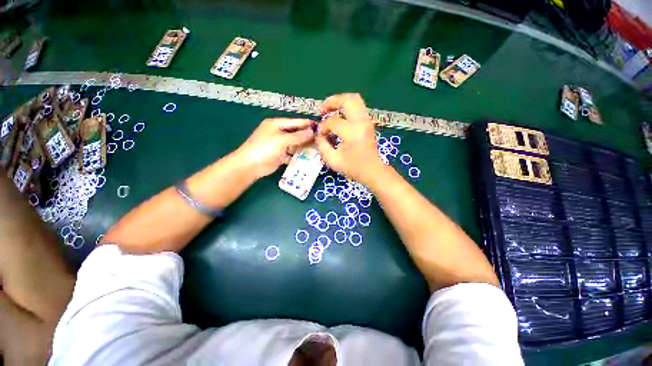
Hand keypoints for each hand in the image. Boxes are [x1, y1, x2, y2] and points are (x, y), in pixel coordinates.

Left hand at [236, 118, 315, 178]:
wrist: (250, 165)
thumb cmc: (264, 148)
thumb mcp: (281, 140)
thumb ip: (297, 136)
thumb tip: (312, 132)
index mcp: (276, 124)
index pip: (295, 122)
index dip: (307, 124)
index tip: (320, 126)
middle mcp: (279, 133)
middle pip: (296, 133)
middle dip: (307, 136)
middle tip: (321, 139)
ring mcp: (279, 145)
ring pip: (295, 144)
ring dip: (304, 146)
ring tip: (317, 148)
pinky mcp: (280, 155)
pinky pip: (292, 154)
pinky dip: (298, 155)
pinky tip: (308, 157)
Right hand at [315, 93, 384, 183]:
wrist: (372, 170)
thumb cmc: (353, 168)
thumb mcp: (333, 160)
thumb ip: (322, 145)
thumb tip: (318, 133)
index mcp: (353, 133)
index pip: (333, 121)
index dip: (323, 126)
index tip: (321, 134)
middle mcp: (361, 122)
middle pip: (347, 100)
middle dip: (332, 101)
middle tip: (322, 110)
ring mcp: (367, 120)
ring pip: (354, 99)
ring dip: (340, 101)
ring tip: (330, 109)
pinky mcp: (368, 122)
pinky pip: (357, 106)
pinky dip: (346, 106)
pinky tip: (339, 115)